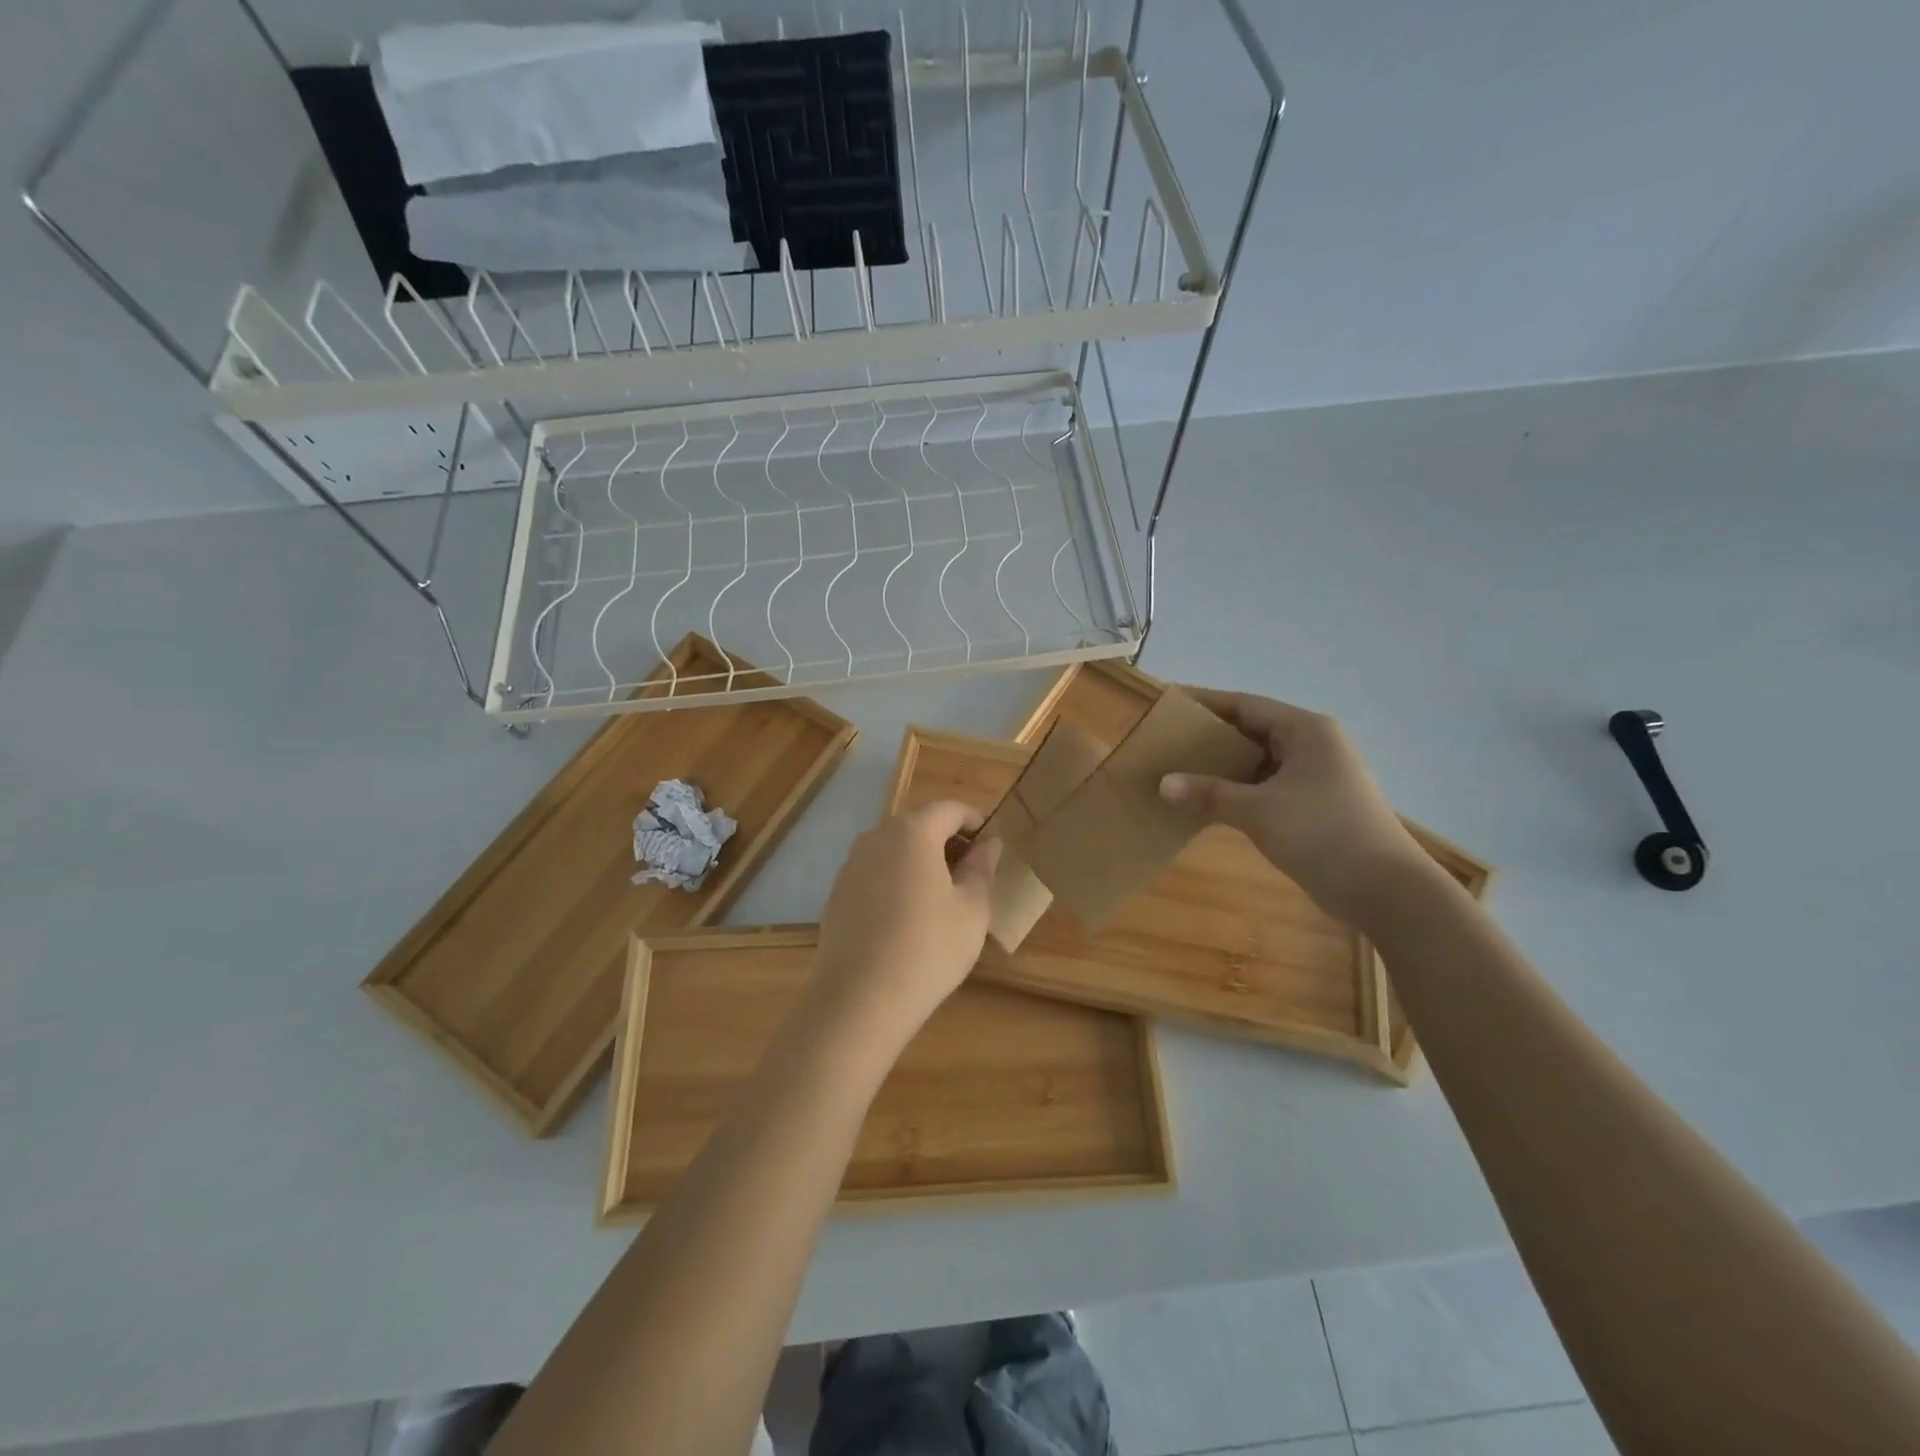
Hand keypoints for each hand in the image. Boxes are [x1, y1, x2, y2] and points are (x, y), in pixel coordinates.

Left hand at [812, 800, 1002, 1040]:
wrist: (859, 1000)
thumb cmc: (928, 949)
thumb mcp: (972, 911)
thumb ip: (982, 869)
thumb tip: (988, 844)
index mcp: (913, 832)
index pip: (950, 809)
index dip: (975, 822)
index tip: (990, 850)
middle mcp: (876, 837)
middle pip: (919, 826)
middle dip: (947, 843)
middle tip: (971, 877)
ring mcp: (851, 865)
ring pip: (894, 850)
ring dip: (920, 862)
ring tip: (940, 901)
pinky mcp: (836, 893)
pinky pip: (875, 874)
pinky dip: (895, 882)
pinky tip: (906, 921)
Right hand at [1159, 689, 1436, 925]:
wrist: (1385, 890)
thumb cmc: (1323, 834)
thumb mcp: (1258, 810)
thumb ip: (1209, 793)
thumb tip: (1163, 784)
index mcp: (1306, 731)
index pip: (1245, 705)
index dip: (1205, 702)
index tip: (1168, 702)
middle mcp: (1313, 745)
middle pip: (1252, 730)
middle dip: (1210, 736)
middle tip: (1167, 740)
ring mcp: (1316, 776)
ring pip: (1259, 761)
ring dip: (1223, 767)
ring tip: (1179, 769)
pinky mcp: (1314, 805)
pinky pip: (1266, 786)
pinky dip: (1238, 790)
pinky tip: (1208, 801)